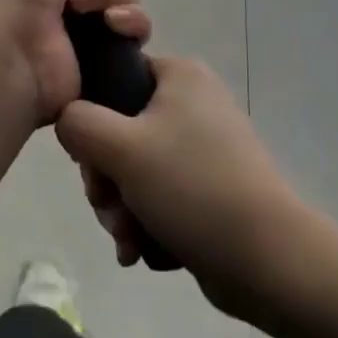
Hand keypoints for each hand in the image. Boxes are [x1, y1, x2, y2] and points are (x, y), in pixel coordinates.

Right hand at [55, 56, 305, 319]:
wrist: (270, 261)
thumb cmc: (193, 187)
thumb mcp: (122, 147)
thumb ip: (78, 123)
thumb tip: (67, 119)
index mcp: (180, 76)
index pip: (115, 77)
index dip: (92, 116)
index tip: (90, 156)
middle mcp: (193, 103)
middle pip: (120, 131)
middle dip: (106, 178)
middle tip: (107, 207)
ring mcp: (204, 148)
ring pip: (136, 170)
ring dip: (121, 207)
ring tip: (128, 239)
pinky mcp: (210, 189)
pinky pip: (160, 196)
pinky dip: (146, 222)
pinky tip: (142, 251)